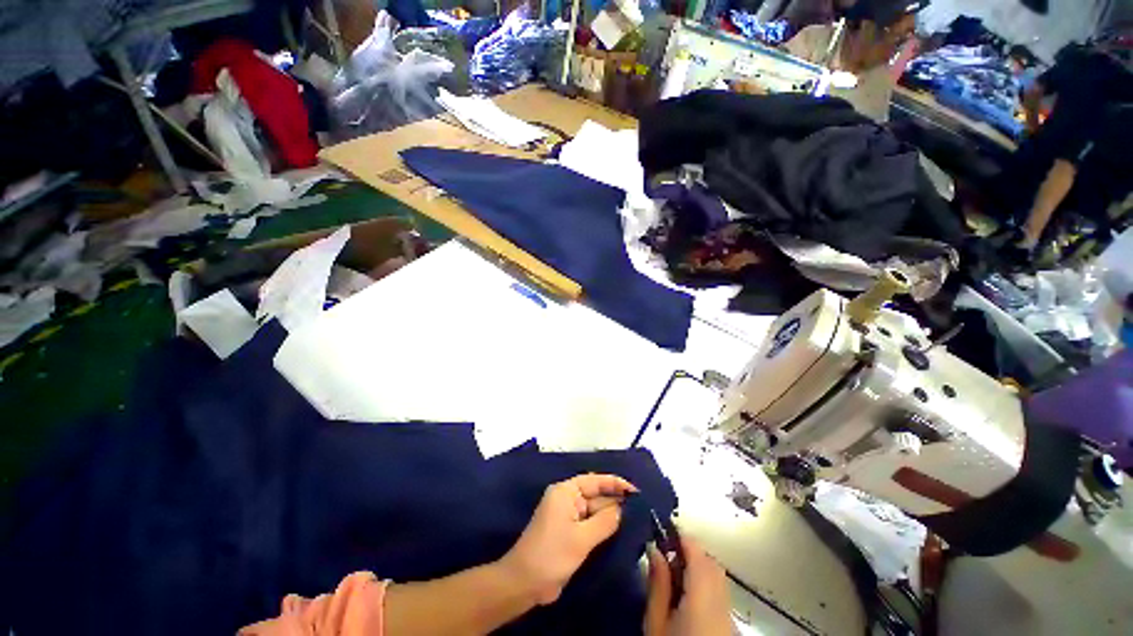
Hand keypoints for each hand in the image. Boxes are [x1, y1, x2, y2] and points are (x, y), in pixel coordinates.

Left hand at [500, 474, 636, 604]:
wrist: (524, 583)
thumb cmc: (551, 554)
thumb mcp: (581, 538)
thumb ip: (605, 521)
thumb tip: (622, 509)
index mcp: (566, 492)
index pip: (595, 481)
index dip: (615, 483)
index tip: (636, 491)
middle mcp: (567, 500)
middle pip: (596, 496)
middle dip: (616, 501)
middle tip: (642, 509)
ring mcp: (568, 517)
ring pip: (595, 512)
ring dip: (612, 516)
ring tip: (637, 519)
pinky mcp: (570, 533)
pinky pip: (591, 525)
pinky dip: (604, 528)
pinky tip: (621, 532)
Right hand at [644, 537, 732, 635]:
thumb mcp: (655, 621)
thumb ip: (658, 584)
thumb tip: (655, 549)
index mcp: (703, 593)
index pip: (696, 549)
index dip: (680, 536)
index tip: (662, 530)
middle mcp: (723, 600)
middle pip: (710, 562)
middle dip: (689, 552)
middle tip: (665, 555)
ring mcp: (731, 615)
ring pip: (717, 577)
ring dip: (698, 569)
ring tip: (673, 578)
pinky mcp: (733, 627)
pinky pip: (721, 594)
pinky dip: (706, 587)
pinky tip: (688, 599)